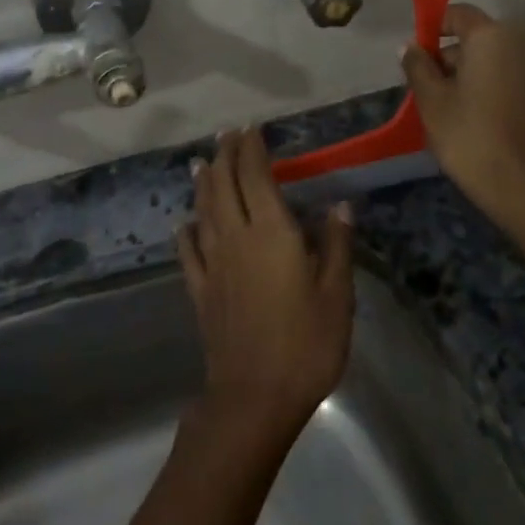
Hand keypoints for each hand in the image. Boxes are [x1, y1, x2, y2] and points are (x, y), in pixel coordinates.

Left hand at [178, 128, 354, 433]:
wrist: (255, 395)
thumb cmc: (306, 343)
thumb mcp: (336, 294)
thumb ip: (335, 246)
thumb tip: (339, 205)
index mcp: (271, 233)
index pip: (255, 177)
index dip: (251, 149)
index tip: (251, 129)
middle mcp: (236, 238)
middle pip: (224, 186)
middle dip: (225, 156)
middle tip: (226, 136)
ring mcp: (213, 265)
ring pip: (204, 212)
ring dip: (203, 184)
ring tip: (201, 164)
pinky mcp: (201, 291)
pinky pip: (189, 253)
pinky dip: (186, 233)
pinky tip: (185, 225)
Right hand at [400, 3, 524, 226]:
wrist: (524, 185)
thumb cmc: (468, 136)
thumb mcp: (431, 101)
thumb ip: (418, 66)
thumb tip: (410, 46)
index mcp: (491, 36)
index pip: (458, 14)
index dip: (435, 28)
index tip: (420, 57)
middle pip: (483, 37)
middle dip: (458, 55)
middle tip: (437, 88)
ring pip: (504, 59)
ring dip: (483, 72)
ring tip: (464, 105)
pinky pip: (523, 79)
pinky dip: (505, 88)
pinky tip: (493, 117)